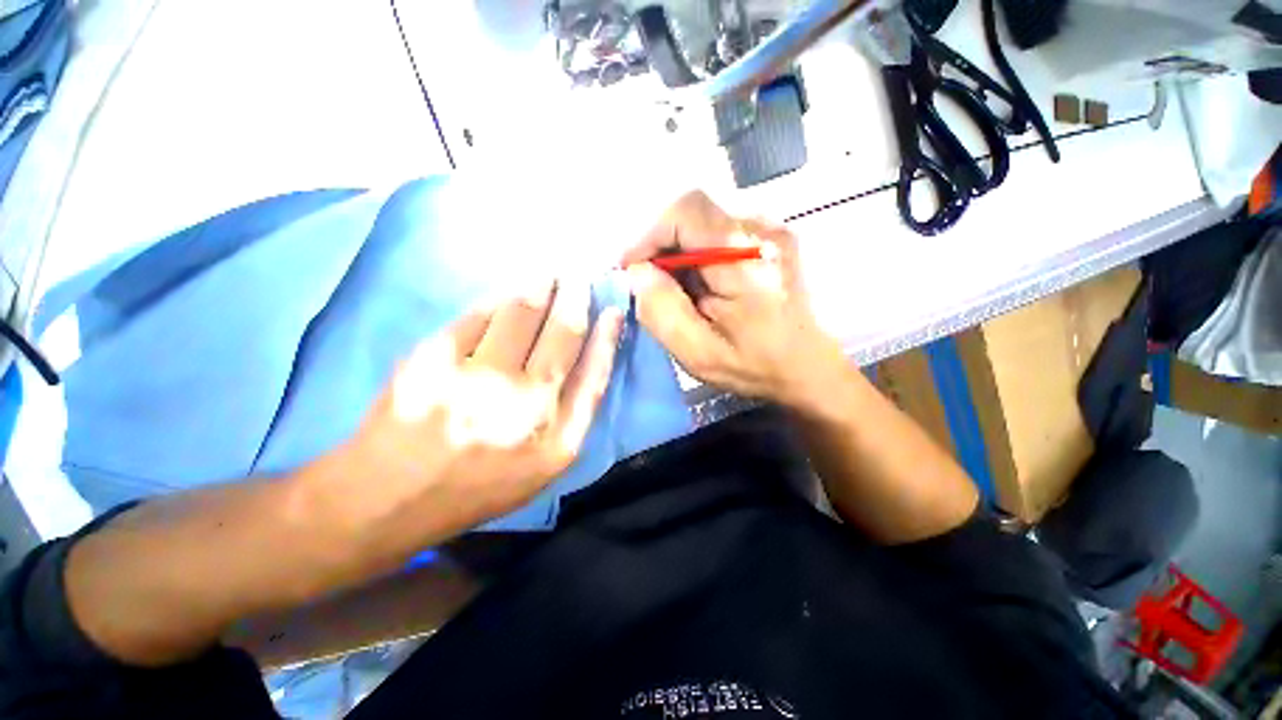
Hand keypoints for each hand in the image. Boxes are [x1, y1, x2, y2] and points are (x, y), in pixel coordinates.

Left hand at [316, 280, 623, 553]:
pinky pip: (479, 314)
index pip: (594, 373)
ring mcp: (474, 381)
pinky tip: (508, 295)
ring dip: (540, 288)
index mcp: (555, 441)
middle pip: (562, 334)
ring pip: (522, 313)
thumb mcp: (545, 463)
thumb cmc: (481, 481)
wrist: (389, 496)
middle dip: (575, 298)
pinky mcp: (431, 358)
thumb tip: (596, 349)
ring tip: (548, 278)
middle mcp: (521, 407)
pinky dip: (499, 299)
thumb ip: (575, 411)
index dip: (607, 337)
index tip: (612, 310)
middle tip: (577, 279)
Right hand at [623, 192, 845, 408]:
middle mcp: (762, 232)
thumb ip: (662, 310)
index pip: (686, 212)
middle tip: (650, 285)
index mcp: (745, 261)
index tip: (631, 269)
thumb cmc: (754, 366)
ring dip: (679, 252)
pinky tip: (700, 285)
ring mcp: (771, 230)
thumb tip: (636, 272)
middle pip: (692, 215)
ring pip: (703, 223)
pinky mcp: (771, 238)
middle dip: (661, 247)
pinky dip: (697, 254)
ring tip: (677, 290)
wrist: (807, 367)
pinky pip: (718, 233)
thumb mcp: (698, 352)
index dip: (649, 234)